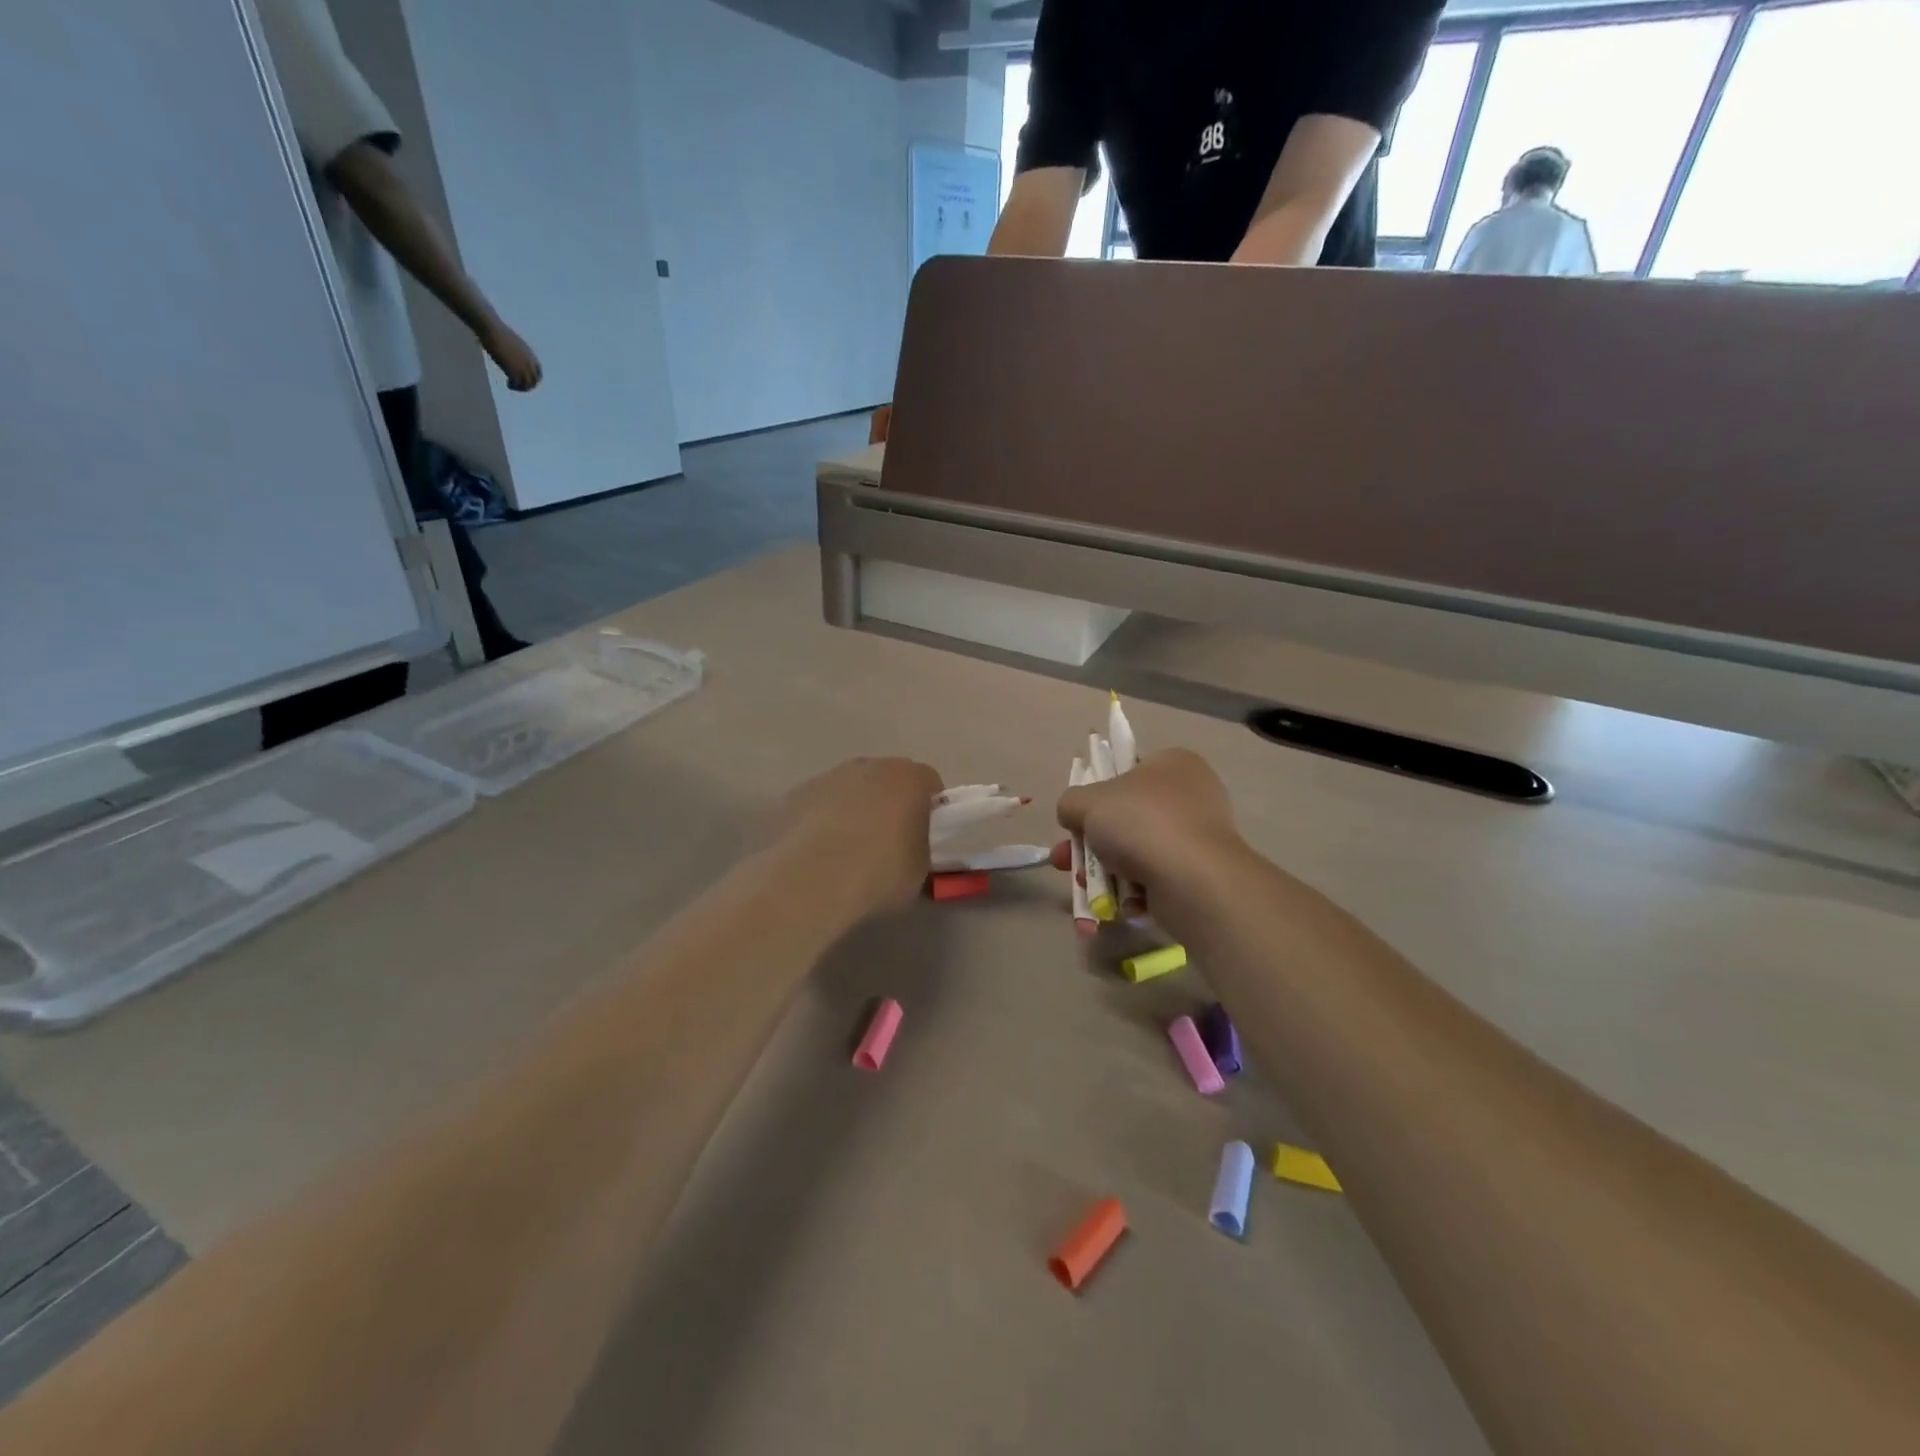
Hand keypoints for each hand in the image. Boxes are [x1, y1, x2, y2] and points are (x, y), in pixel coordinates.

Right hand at [479, 319, 542, 390]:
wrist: (491, 329)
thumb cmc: (497, 331)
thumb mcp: (513, 343)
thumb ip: (517, 351)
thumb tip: (512, 352)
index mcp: (530, 355)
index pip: (538, 372)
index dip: (533, 378)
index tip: (525, 379)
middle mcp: (530, 362)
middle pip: (535, 381)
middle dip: (528, 385)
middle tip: (518, 385)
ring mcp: (523, 367)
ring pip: (528, 385)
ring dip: (521, 388)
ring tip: (511, 385)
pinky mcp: (514, 370)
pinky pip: (518, 384)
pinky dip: (514, 386)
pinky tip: (508, 384)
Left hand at [767, 758, 943, 917]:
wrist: (811, 880)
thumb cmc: (878, 872)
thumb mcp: (920, 871)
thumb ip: (921, 849)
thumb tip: (912, 850)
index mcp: (908, 778)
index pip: (929, 783)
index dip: (929, 809)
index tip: (924, 836)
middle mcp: (869, 766)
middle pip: (887, 779)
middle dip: (889, 804)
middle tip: (887, 842)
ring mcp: (828, 776)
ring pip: (850, 789)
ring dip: (853, 810)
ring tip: (847, 851)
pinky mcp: (796, 794)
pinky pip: (818, 804)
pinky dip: (821, 820)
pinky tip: (817, 853)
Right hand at [1055, 749, 1241, 896]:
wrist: (1193, 881)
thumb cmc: (1141, 823)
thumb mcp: (1089, 800)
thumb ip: (1071, 801)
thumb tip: (1072, 813)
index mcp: (1173, 763)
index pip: (1127, 771)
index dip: (1097, 793)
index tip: (1078, 816)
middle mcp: (1191, 796)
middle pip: (1125, 816)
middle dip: (1089, 841)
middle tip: (1064, 858)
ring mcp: (1197, 837)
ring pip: (1135, 850)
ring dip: (1103, 868)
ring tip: (1082, 885)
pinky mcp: (1198, 874)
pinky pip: (1154, 877)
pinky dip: (1131, 889)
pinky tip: (1113, 901)